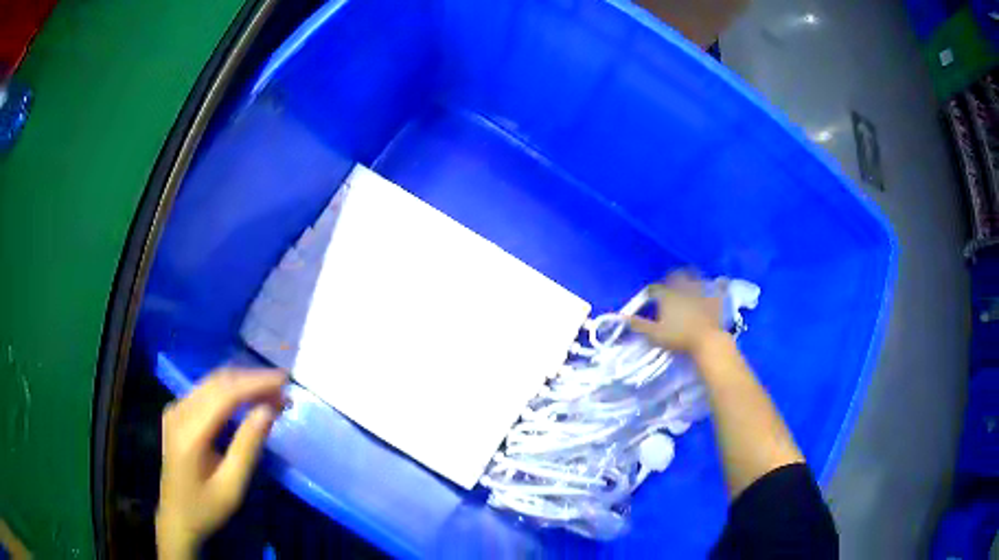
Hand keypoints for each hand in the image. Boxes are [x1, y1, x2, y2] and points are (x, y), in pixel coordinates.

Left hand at [156, 369, 286, 559]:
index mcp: (190, 432)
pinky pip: (206, 390)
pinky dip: (230, 389)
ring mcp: (175, 408)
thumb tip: (269, 410)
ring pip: (212, 381)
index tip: (285, 381)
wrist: (176, 516)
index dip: (255, 383)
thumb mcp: (232, 486)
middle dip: (252, 379)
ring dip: (242, 382)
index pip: (225, 394)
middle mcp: (179, 411)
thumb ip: (248, 447)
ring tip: (271, 391)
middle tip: (283, 387)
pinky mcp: (177, 411)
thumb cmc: (206, 507)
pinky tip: (246, 397)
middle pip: (218, 382)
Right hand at [629, 270, 722, 352]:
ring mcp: (701, 295)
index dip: (652, 291)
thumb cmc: (678, 338)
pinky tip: (721, 282)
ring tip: (692, 278)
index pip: (656, 289)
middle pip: (678, 277)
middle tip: (672, 280)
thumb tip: (621, 317)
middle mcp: (684, 291)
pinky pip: (718, 290)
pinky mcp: (715, 301)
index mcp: (668, 297)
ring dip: (694, 277)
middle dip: (674, 277)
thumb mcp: (655, 335)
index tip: (650, 295)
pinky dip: (719, 286)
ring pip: (696, 279)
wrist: (706, 341)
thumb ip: (639, 325)